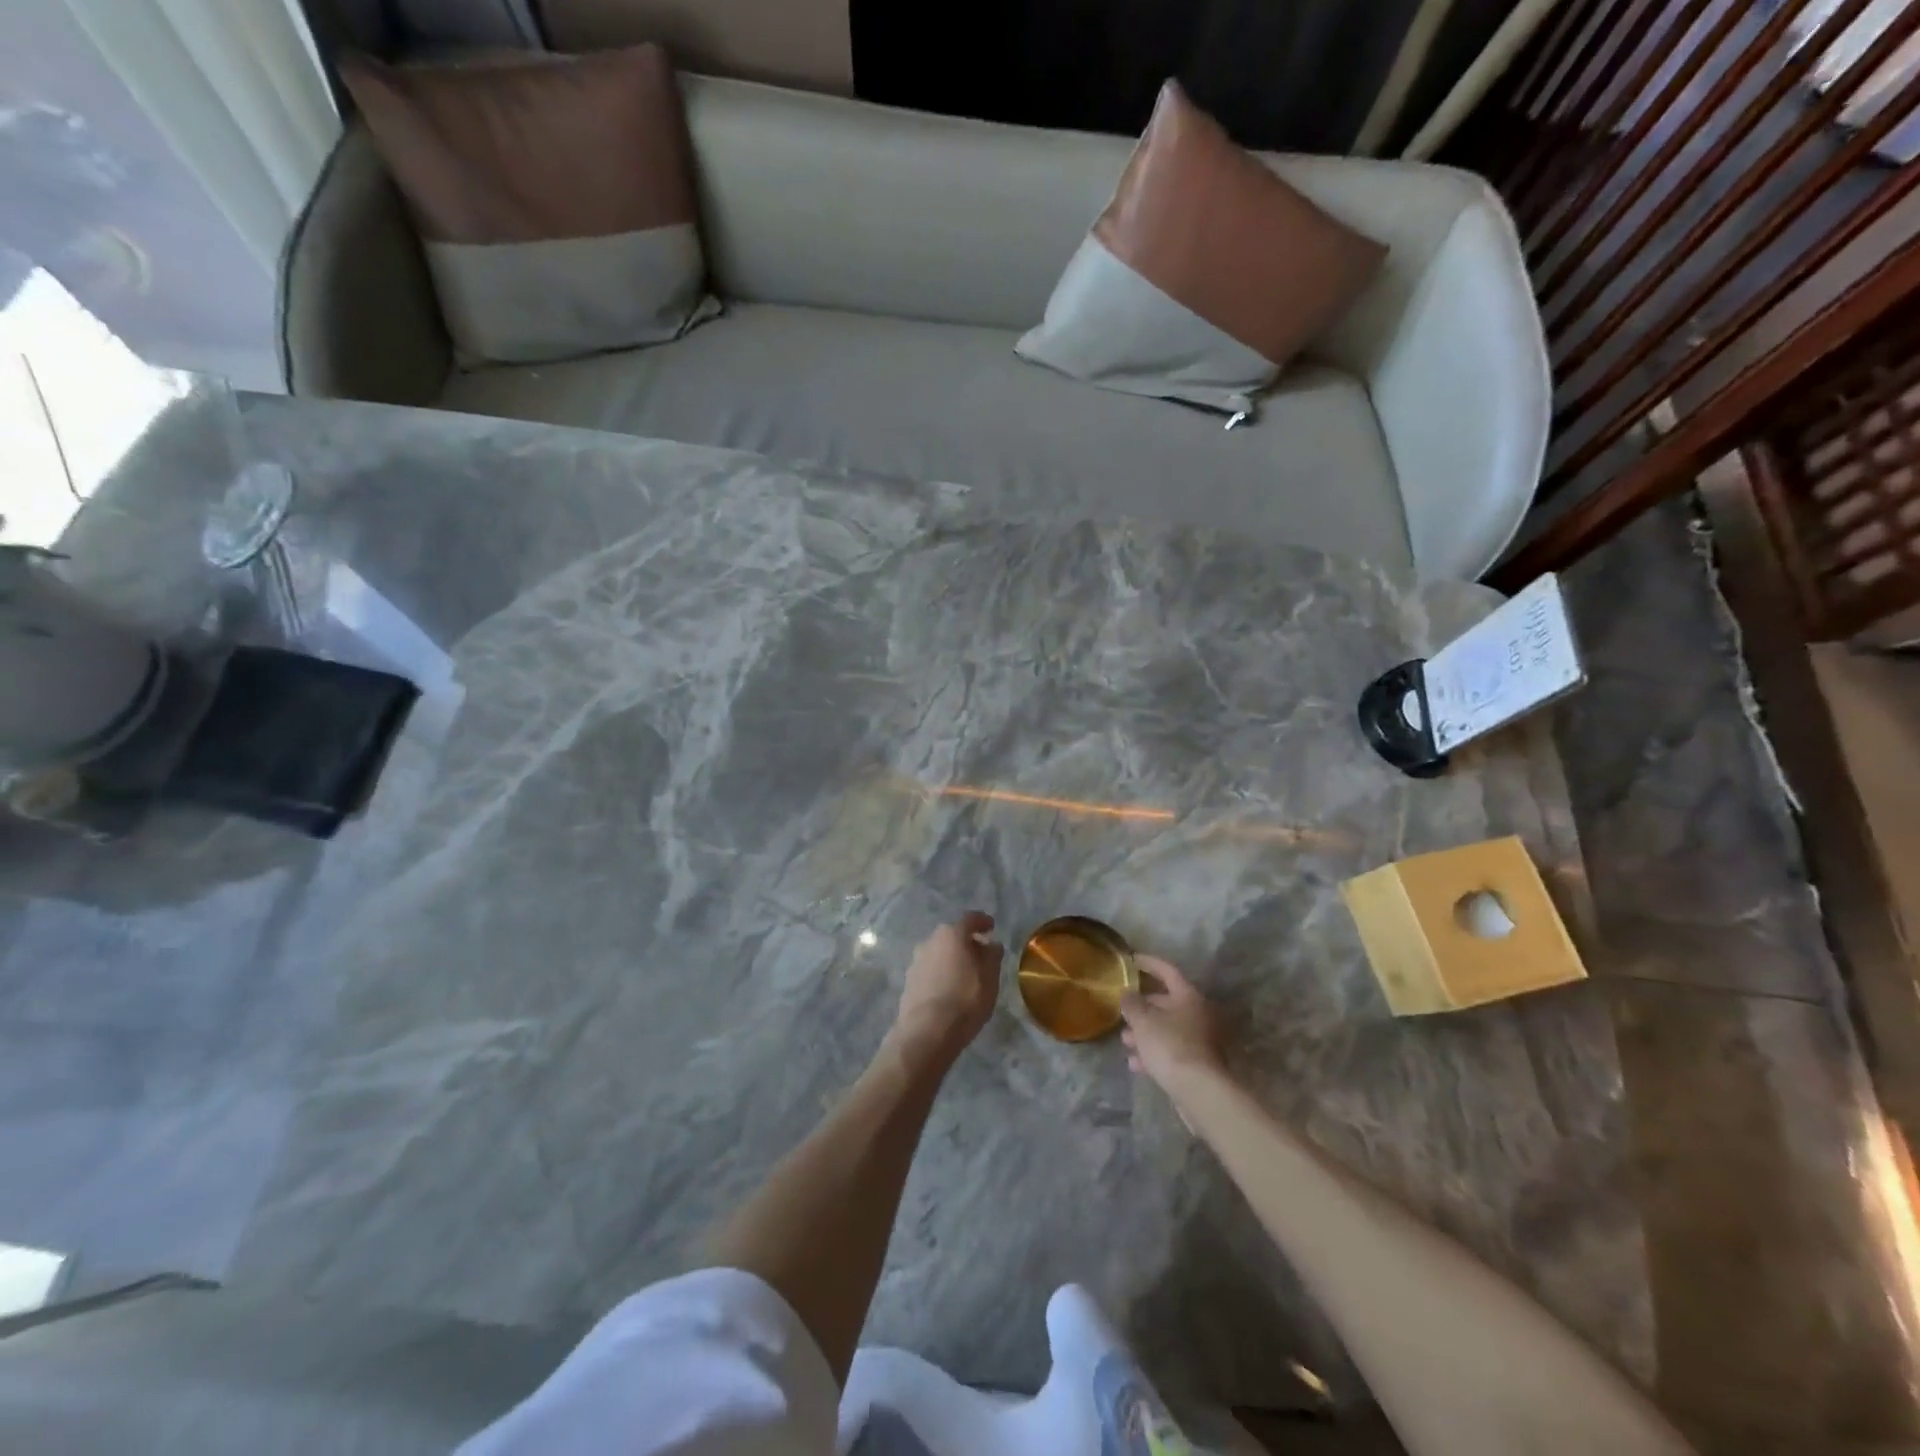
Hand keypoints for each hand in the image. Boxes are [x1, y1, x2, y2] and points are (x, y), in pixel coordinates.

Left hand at [891, 912, 1003, 1062]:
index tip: (991, 927)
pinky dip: (942, 973)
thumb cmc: (965, 1000)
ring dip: (953, 959)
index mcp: (952, 934)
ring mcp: (916, 961)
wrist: (927, 1032)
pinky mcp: (909, 981)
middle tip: (982, 955)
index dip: (983, 921)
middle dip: (967, 942)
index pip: (970, 919)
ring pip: (940, 953)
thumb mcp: (990, 978)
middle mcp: (930, 941)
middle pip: (953, 935)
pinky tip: (950, 989)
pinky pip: (931, 970)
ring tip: (966, 975)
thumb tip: (991, 944)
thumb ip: (992, 956)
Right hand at [1121, 956, 1227, 1091]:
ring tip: (1125, 1042)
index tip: (1132, 959)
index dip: (1149, 963)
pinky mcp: (1196, 1063)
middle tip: (1122, 1012)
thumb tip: (1127, 995)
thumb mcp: (1143, 1020)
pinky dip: (1153, 1053)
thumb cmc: (1170, 1045)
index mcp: (1188, 997)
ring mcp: (1199, 1040)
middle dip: (1141, 1008)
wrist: (1199, 1091)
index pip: (1167, 971)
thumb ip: (1132, 1004)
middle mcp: (1197, 1014)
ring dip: (1144, 1033)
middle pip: (1166, 1003)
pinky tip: (1135, 1064)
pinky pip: (1170, 1050)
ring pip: (1166, 1029)